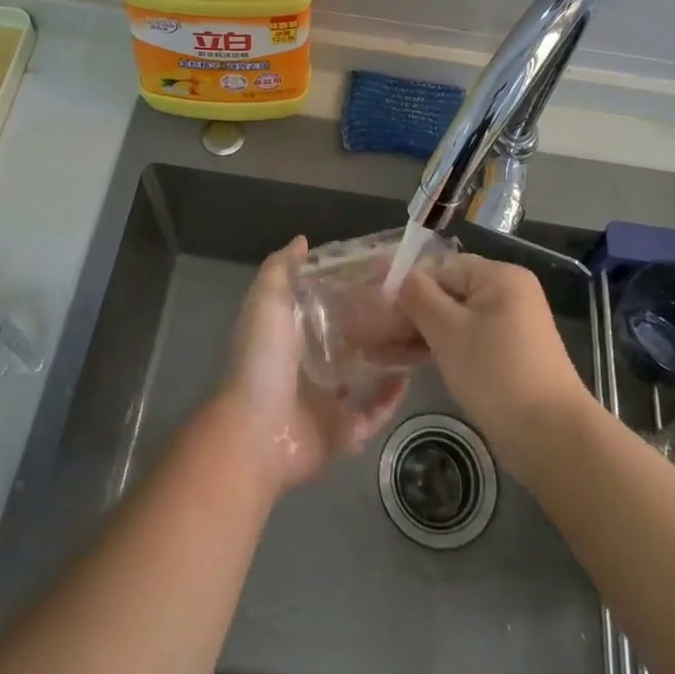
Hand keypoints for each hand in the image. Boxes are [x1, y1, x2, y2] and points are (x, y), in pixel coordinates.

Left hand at [219, 237, 407, 493]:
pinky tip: (409, 377)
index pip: (326, 304)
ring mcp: (327, 400)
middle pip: (350, 338)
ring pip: (366, 374)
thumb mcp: (266, 302)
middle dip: (376, 322)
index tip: (383, 271)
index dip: (351, 287)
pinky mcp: (343, 431)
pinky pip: (373, 413)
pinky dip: (390, 398)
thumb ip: (281, 269)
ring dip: (388, 358)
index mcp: (292, 334)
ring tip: (418, 336)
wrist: (256, 433)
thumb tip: (302, 240)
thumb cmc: (262, 361)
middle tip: (409, 303)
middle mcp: (310, 365)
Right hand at [397, 254, 592, 472]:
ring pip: (455, 320)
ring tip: (383, 352)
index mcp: (499, 276)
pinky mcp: (511, 355)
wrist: (552, 438)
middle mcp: (509, 293)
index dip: (407, 287)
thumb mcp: (448, 330)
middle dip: (410, 314)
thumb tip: (398, 277)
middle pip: (448, 293)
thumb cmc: (496, 373)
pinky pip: (468, 341)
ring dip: (421, 333)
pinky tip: (412, 361)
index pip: (441, 268)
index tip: (376, 312)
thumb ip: (418, 296)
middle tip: (373, 336)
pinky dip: (442, 348)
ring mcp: (512, 326)